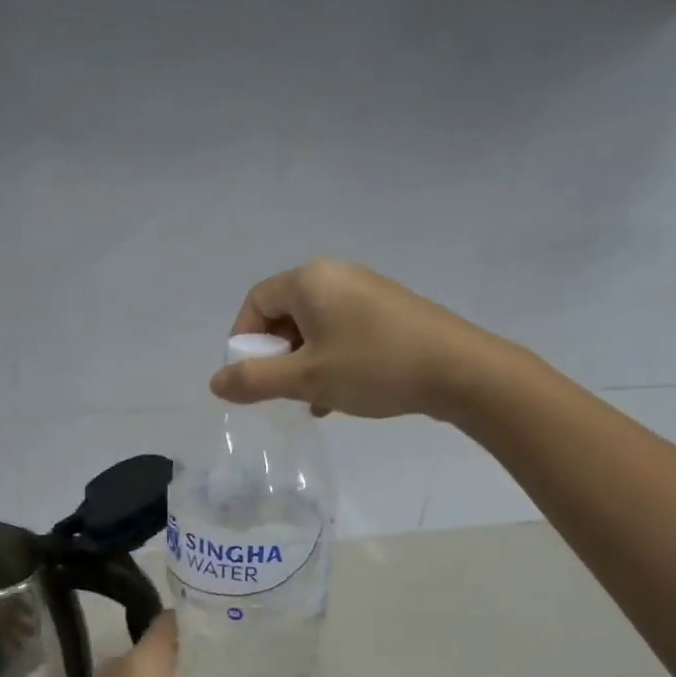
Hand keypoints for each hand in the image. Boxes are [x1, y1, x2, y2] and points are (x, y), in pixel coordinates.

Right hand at [209, 259, 483, 419]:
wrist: (461, 370)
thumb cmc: (374, 367)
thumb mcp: (306, 379)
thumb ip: (254, 381)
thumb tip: (215, 382)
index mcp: (310, 280)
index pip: (256, 303)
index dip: (244, 342)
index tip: (252, 379)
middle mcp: (336, 275)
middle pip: (284, 315)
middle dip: (277, 358)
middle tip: (284, 393)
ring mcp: (365, 291)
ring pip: (314, 329)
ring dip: (304, 366)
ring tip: (314, 401)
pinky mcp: (388, 311)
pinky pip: (342, 333)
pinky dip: (331, 361)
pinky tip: (340, 396)